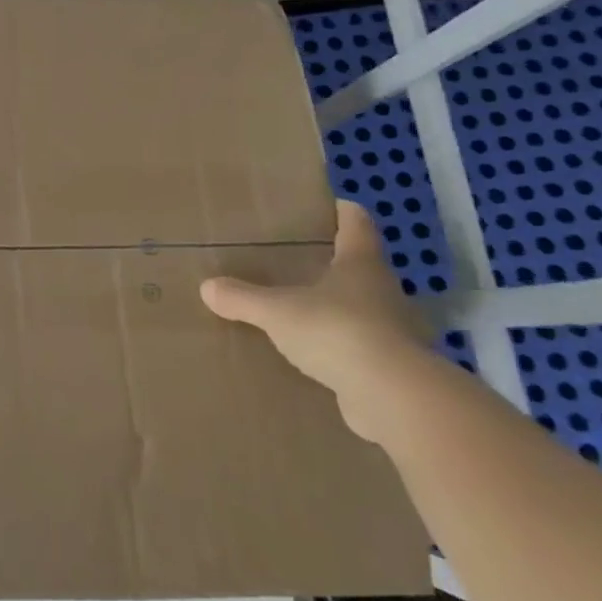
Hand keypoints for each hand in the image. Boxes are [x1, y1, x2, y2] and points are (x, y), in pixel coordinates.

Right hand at [199, 199, 434, 439]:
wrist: (393, 397)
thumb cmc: (336, 331)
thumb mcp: (277, 312)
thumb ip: (243, 298)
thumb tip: (207, 287)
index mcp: (360, 264)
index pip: (357, 225)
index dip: (345, 212)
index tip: (333, 203)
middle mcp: (383, 291)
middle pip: (362, 266)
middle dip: (337, 261)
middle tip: (303, 259)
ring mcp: (393, 331)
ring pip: (364, 308)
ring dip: (340, 307)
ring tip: (305, 308)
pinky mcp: (393, 367)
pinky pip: (362, 347)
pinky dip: (342, 346)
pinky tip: (317, 354)